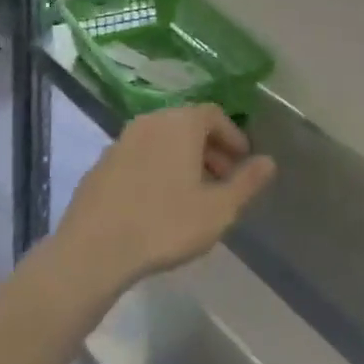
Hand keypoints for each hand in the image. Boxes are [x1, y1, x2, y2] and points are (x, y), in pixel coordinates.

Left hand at [53, 105, 275, 295]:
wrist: (94, 248)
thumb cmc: (165, 224)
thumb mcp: (218, 210)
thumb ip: (247, 183)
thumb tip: (269, 162)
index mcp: (181, 123)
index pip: (214, 115)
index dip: (232, 136)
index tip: (243, 161)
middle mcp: (151, 121)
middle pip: (187, 125)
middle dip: (210, 149)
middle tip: (223, 180)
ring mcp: (122, 140)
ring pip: (162, 140)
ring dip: (182, 159)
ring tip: (193, 194)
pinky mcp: (102, 163)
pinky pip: (139, 155)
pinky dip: (156, 168)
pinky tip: (158, 203)